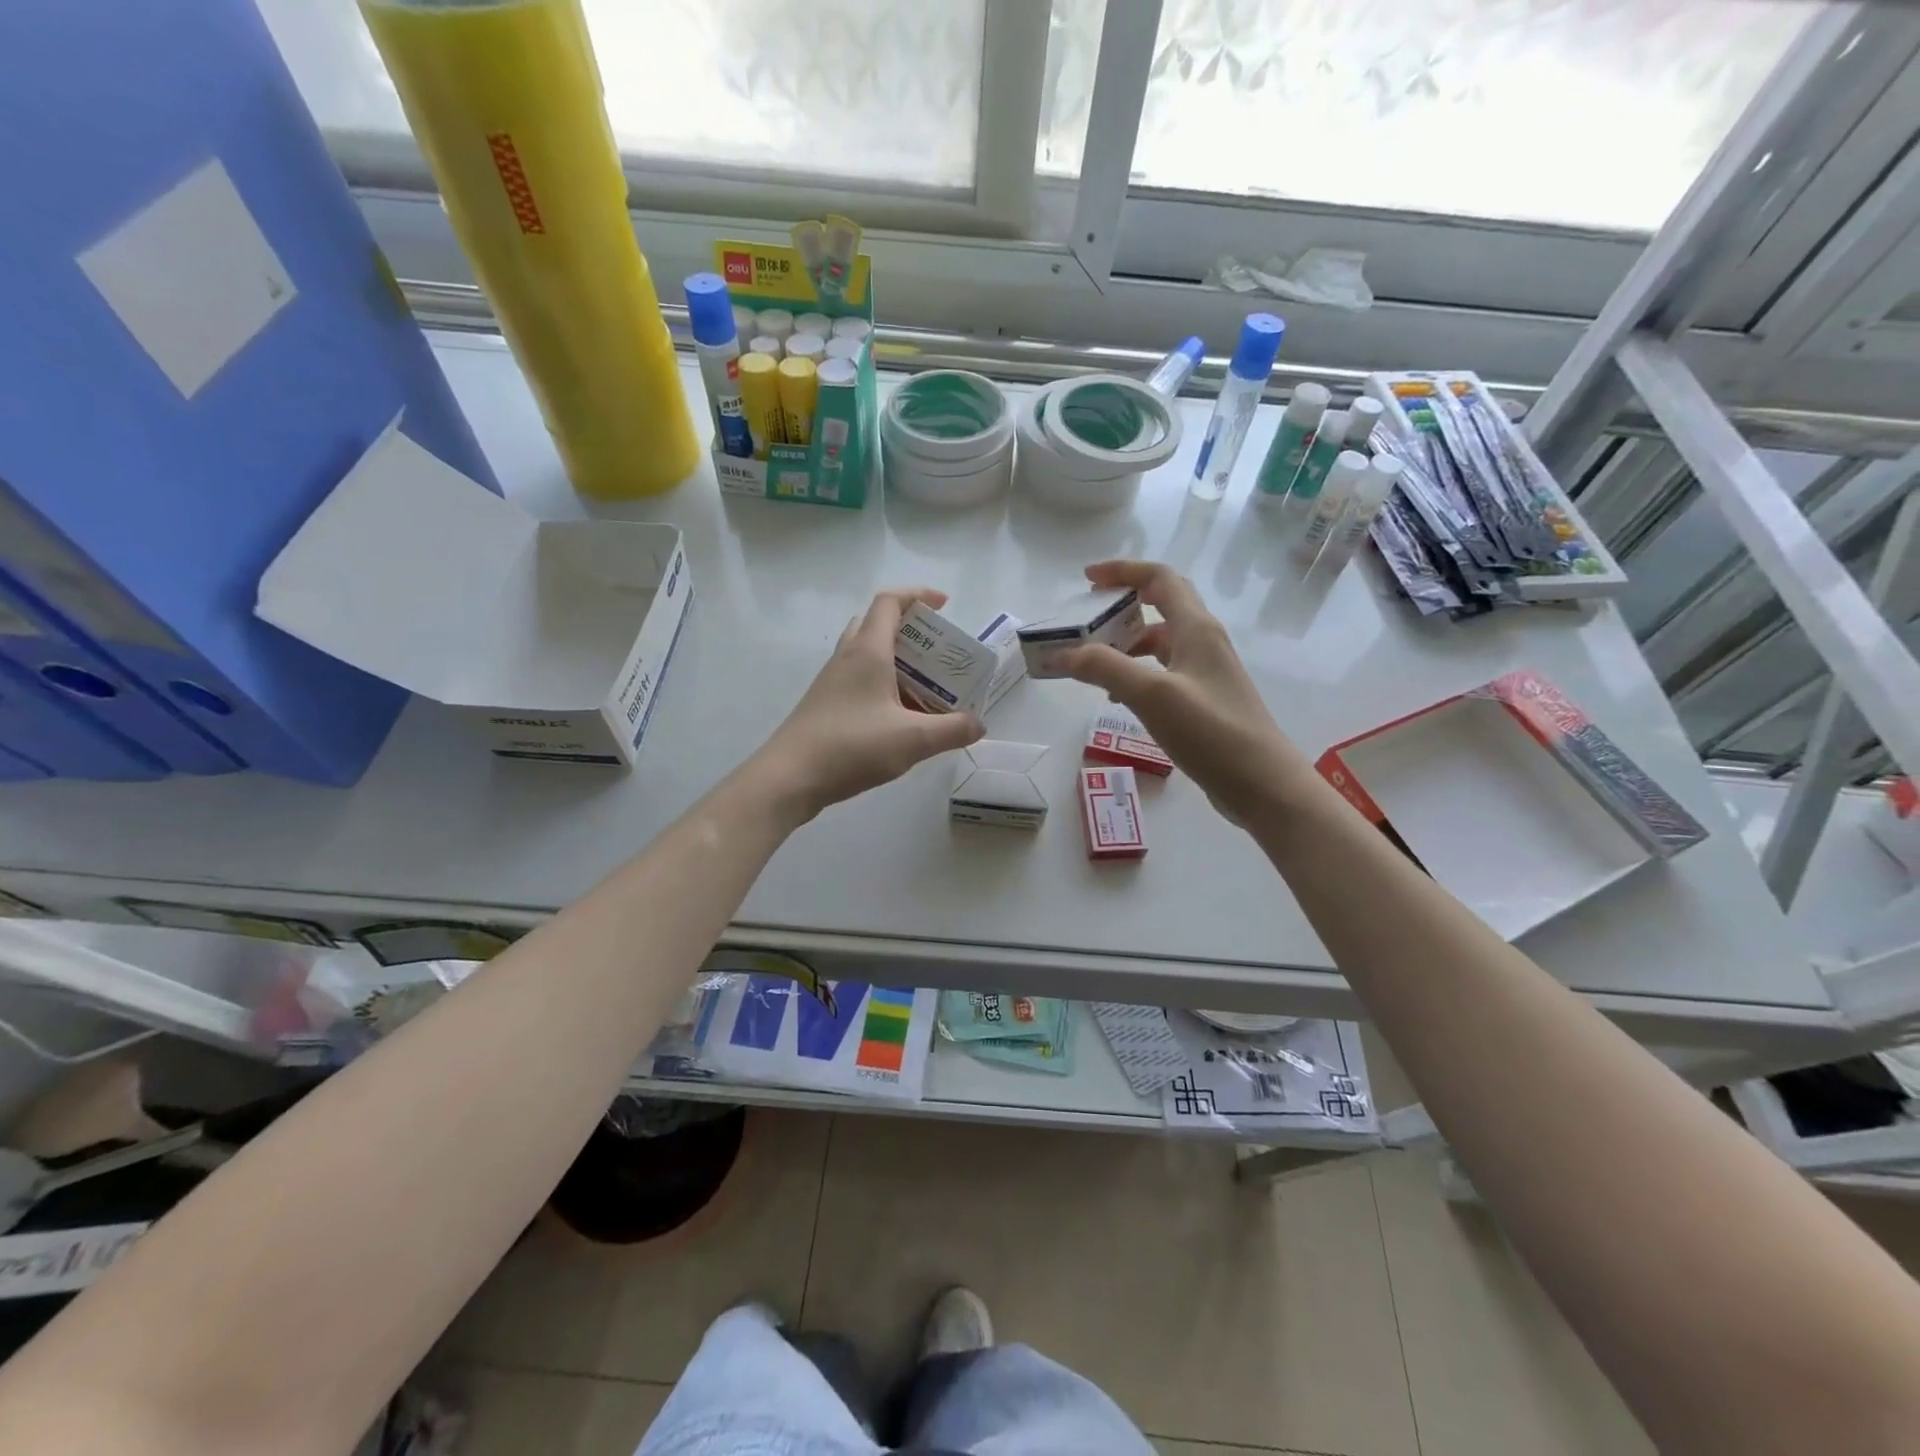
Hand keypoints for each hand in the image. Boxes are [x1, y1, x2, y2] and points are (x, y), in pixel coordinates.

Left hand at [757, 588, 984, 823]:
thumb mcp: (913, 740)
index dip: (918, 595)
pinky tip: (899, 716)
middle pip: (876, 624)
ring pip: (866, 654)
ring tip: (926, 686)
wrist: (789, 778)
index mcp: (868, 651)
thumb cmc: (851, 747)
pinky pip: (858, 680)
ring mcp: (831, 681)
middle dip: (910, 630)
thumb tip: (979, 724)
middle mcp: (847, 658)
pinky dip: (882, 685)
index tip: (945, 605)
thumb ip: (952, 730)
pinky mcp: (825, 705)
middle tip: (937, 652)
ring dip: (896, 660)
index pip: (889, 602)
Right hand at [1061, 561, 1305, 824]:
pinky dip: (1137, 673)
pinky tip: (1119, 698)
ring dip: (1126, 644)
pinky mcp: (1205, 700)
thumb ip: (1105, 667)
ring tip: (1093, 665)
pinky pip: (1164, 672)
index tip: (1086, 579)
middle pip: (1161, 605)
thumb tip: (1062, 653)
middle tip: (1087, 619)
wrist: (1262, 784)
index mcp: (1196, 628)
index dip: (1122, 571)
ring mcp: (1207, 672)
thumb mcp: (1152, 695)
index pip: (1159, 579)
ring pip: (1161, 643)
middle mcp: (1204, 641)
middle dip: (1122, 605)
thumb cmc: (1210, 732)